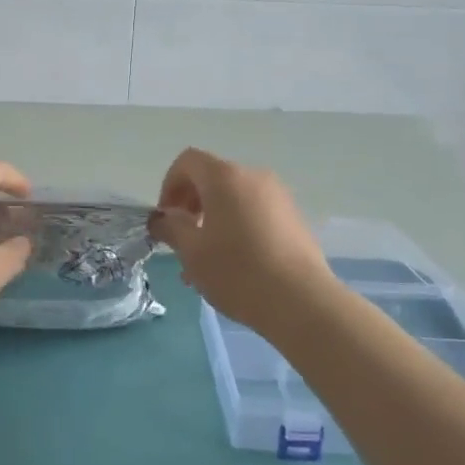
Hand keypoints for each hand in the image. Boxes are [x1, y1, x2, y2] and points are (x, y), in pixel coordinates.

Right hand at [150, 148, 335, 333]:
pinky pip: (255, 213)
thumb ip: (171, 228)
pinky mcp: (294, 219)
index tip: (166, 219)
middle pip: (212, 178)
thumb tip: (162, 219)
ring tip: (207, 261)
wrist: (302, 302)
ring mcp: (278, 197)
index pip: (187, 161)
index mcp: (225, 177)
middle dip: (191, 205)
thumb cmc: (237, 271)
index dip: (169, 185)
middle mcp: (253, 177)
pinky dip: (237, 227)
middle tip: (183, 240)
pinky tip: (235, 265)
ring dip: (213, 220)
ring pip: (234, 199)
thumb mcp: (192, 252)